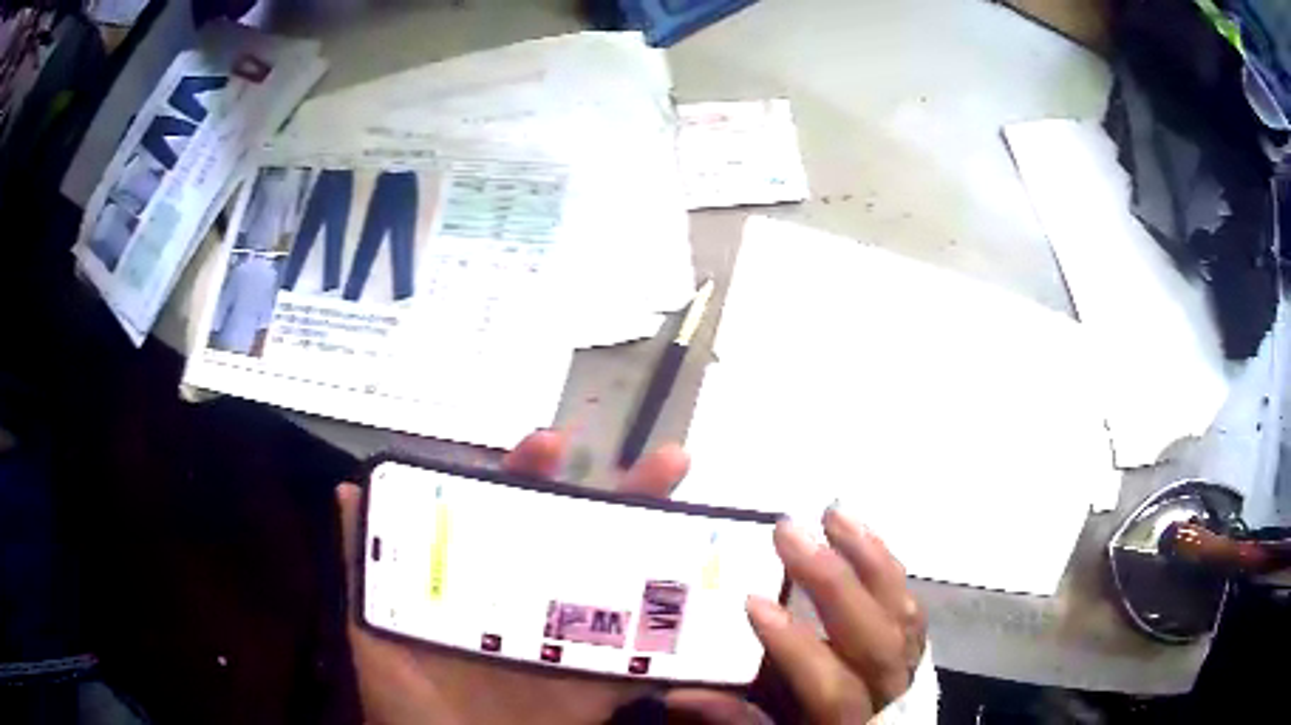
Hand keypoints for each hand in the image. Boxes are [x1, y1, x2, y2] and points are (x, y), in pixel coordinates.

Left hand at [335, 430, 689, 724]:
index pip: (506, 516)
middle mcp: (529, 605)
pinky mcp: (594, 689)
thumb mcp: (373, 629)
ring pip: (622, 590)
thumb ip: (363, 565)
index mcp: (479, 585)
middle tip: (667, 462)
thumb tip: (350, 491)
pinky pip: (642, 663)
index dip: (529, 477)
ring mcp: (566, 646)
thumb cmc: (404, 698)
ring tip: (696, 514)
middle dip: (623, 497)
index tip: (553, 445)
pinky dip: (676, 641)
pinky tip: (708, 604)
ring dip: (661, 552)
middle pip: (581, 542)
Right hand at [666, 511, 926, 723]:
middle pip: (875, 638)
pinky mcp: (913, 642)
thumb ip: (735, 717)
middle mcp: (887, 690)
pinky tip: (862, 534)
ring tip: (833, 515)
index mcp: (846, 720)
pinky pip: (909, 599)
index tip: (754, 601)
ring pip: (900, 609)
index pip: (830, 685)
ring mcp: (907, 663)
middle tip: (789, 532)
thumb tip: (680, 693)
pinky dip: (886, 564)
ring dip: (867, 557)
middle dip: (833, 582)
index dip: (796, 646)